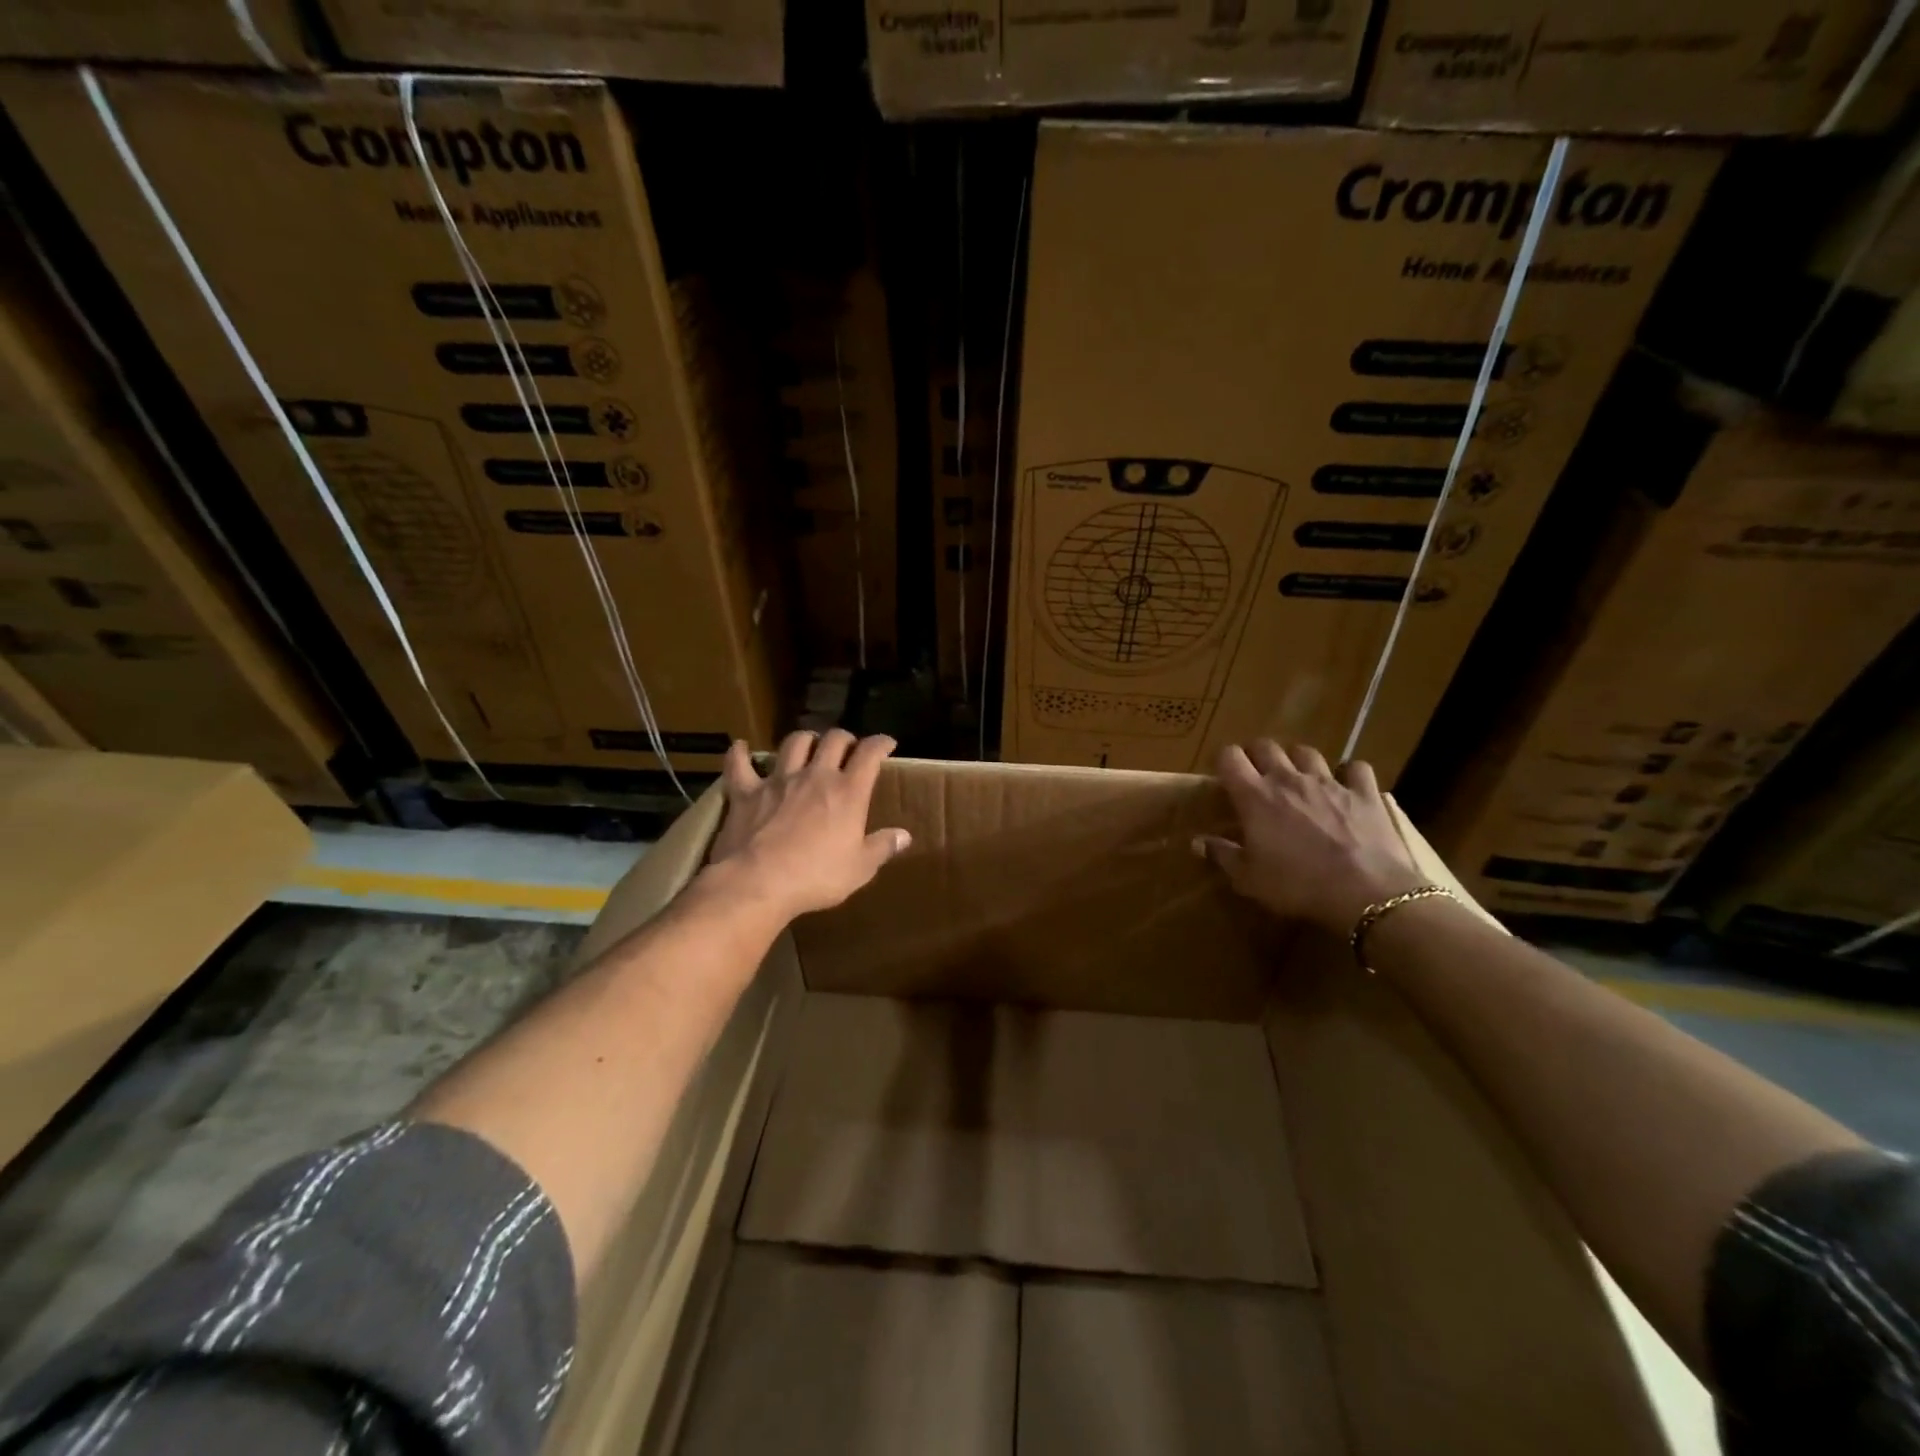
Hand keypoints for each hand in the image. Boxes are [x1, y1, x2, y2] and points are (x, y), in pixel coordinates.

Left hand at [702, 730, 911, 923]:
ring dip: (804, 739)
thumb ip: (882, 847)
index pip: (869, 754)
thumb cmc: (816, 877)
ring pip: (794, 743)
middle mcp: (815, 776)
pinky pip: (740, 764)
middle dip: (844, 738)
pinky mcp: (746, 791)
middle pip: (833, 740)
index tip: (886, 743)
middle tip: (847, 746)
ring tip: (808, 744)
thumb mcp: (860, 869)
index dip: (880, 743)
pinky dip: (740, 753)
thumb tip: (905, 835)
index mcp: (848, 792)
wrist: (758, 882)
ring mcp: (779, 780)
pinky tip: (741, 747)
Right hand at [1194, 740, 1425, 933]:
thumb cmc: (1297, 886)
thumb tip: (1197, 841)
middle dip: (1257, 755)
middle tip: (1257, 775)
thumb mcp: (1249, 879)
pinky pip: (1355, 768)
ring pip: (1307, 752)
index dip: (1224, 760)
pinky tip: (1346, 785)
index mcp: (1255, 796)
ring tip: (1298, 776)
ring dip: (1297, 760)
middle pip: (1266, 746)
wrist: (1366, 893)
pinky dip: (1348, 773)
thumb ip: (1221, 855)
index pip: (1229, 757)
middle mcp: (1288, 779)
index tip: (1224, 775)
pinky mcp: (1364, 792)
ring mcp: (1329, 782)